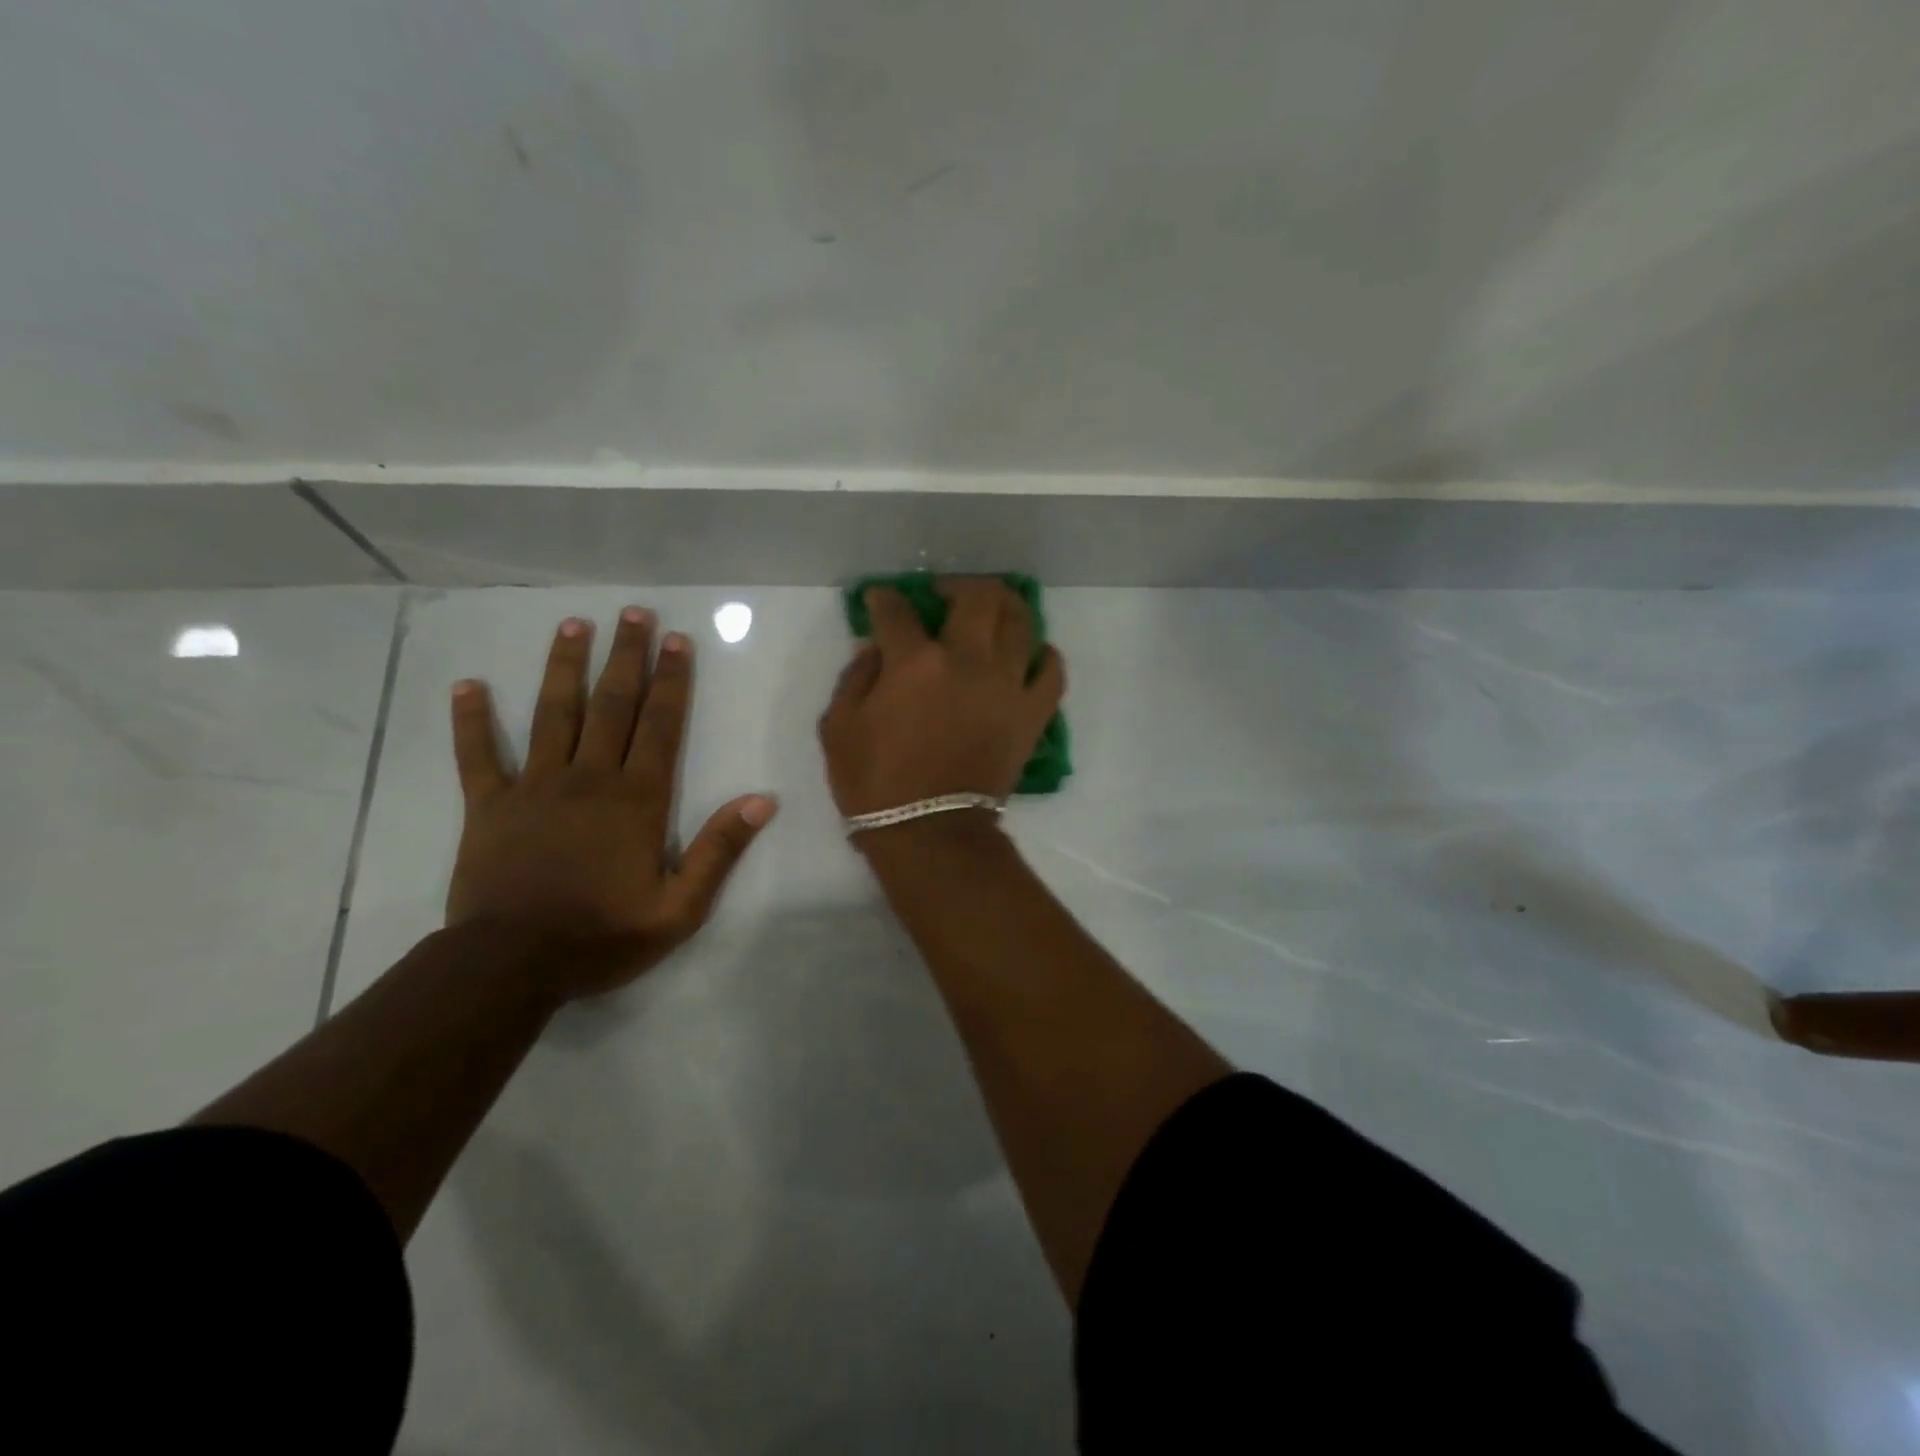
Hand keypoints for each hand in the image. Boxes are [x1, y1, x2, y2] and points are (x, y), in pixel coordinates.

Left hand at [446, 609, 776, 999]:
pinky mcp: (488, 806)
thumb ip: (720, 850)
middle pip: (612, 705)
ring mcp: (534, 787)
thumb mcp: (680, 907)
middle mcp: (589, 778)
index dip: (671, 680)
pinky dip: (472, 720)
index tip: (676, 640)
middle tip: (633, 612)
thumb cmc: (603, 935)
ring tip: (572, 625)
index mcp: (637, 799)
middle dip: (625, 656)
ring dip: (564, 667)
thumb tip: (762, 800)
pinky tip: (468, 685)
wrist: (512, 965)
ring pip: (552, 714)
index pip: (661, 725)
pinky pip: (478, 756)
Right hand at [819, 578, 1064, 822]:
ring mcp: (1007, 686)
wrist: (931, 834)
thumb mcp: (839, 729)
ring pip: (1021, 622)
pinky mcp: (1031, 715)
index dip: (884, 598)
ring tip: (989, 611)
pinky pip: (1051, 672)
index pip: (897, 611)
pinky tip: (1030, 653)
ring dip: (1004, 606)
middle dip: (957, 585)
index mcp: (916, 662)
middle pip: (977, 597)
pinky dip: (1043, 656)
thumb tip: (875, 649)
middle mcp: (968, 661)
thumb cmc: (876, 784)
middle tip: (943, 595)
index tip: (880, 599)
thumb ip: (855, 678)